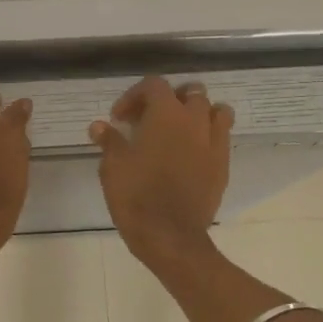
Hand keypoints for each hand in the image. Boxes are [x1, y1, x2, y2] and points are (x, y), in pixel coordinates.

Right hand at [89, 76, 234, 266]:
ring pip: (215, 111)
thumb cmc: (136, 195)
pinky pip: (222, 138)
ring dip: (197, 113)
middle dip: (170, 100)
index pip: (154, 85)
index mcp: (167, 114)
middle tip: (150, 119)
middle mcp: (195, 120)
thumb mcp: (113, 166)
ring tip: (179, 130)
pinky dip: (208, 136)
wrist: (170, 235)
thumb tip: (99, 126)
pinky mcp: (223, 165)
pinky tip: (191, 153)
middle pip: (190, 92)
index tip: (119, 118)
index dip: (134, 96)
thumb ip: (109, 141)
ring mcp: (214, 142)